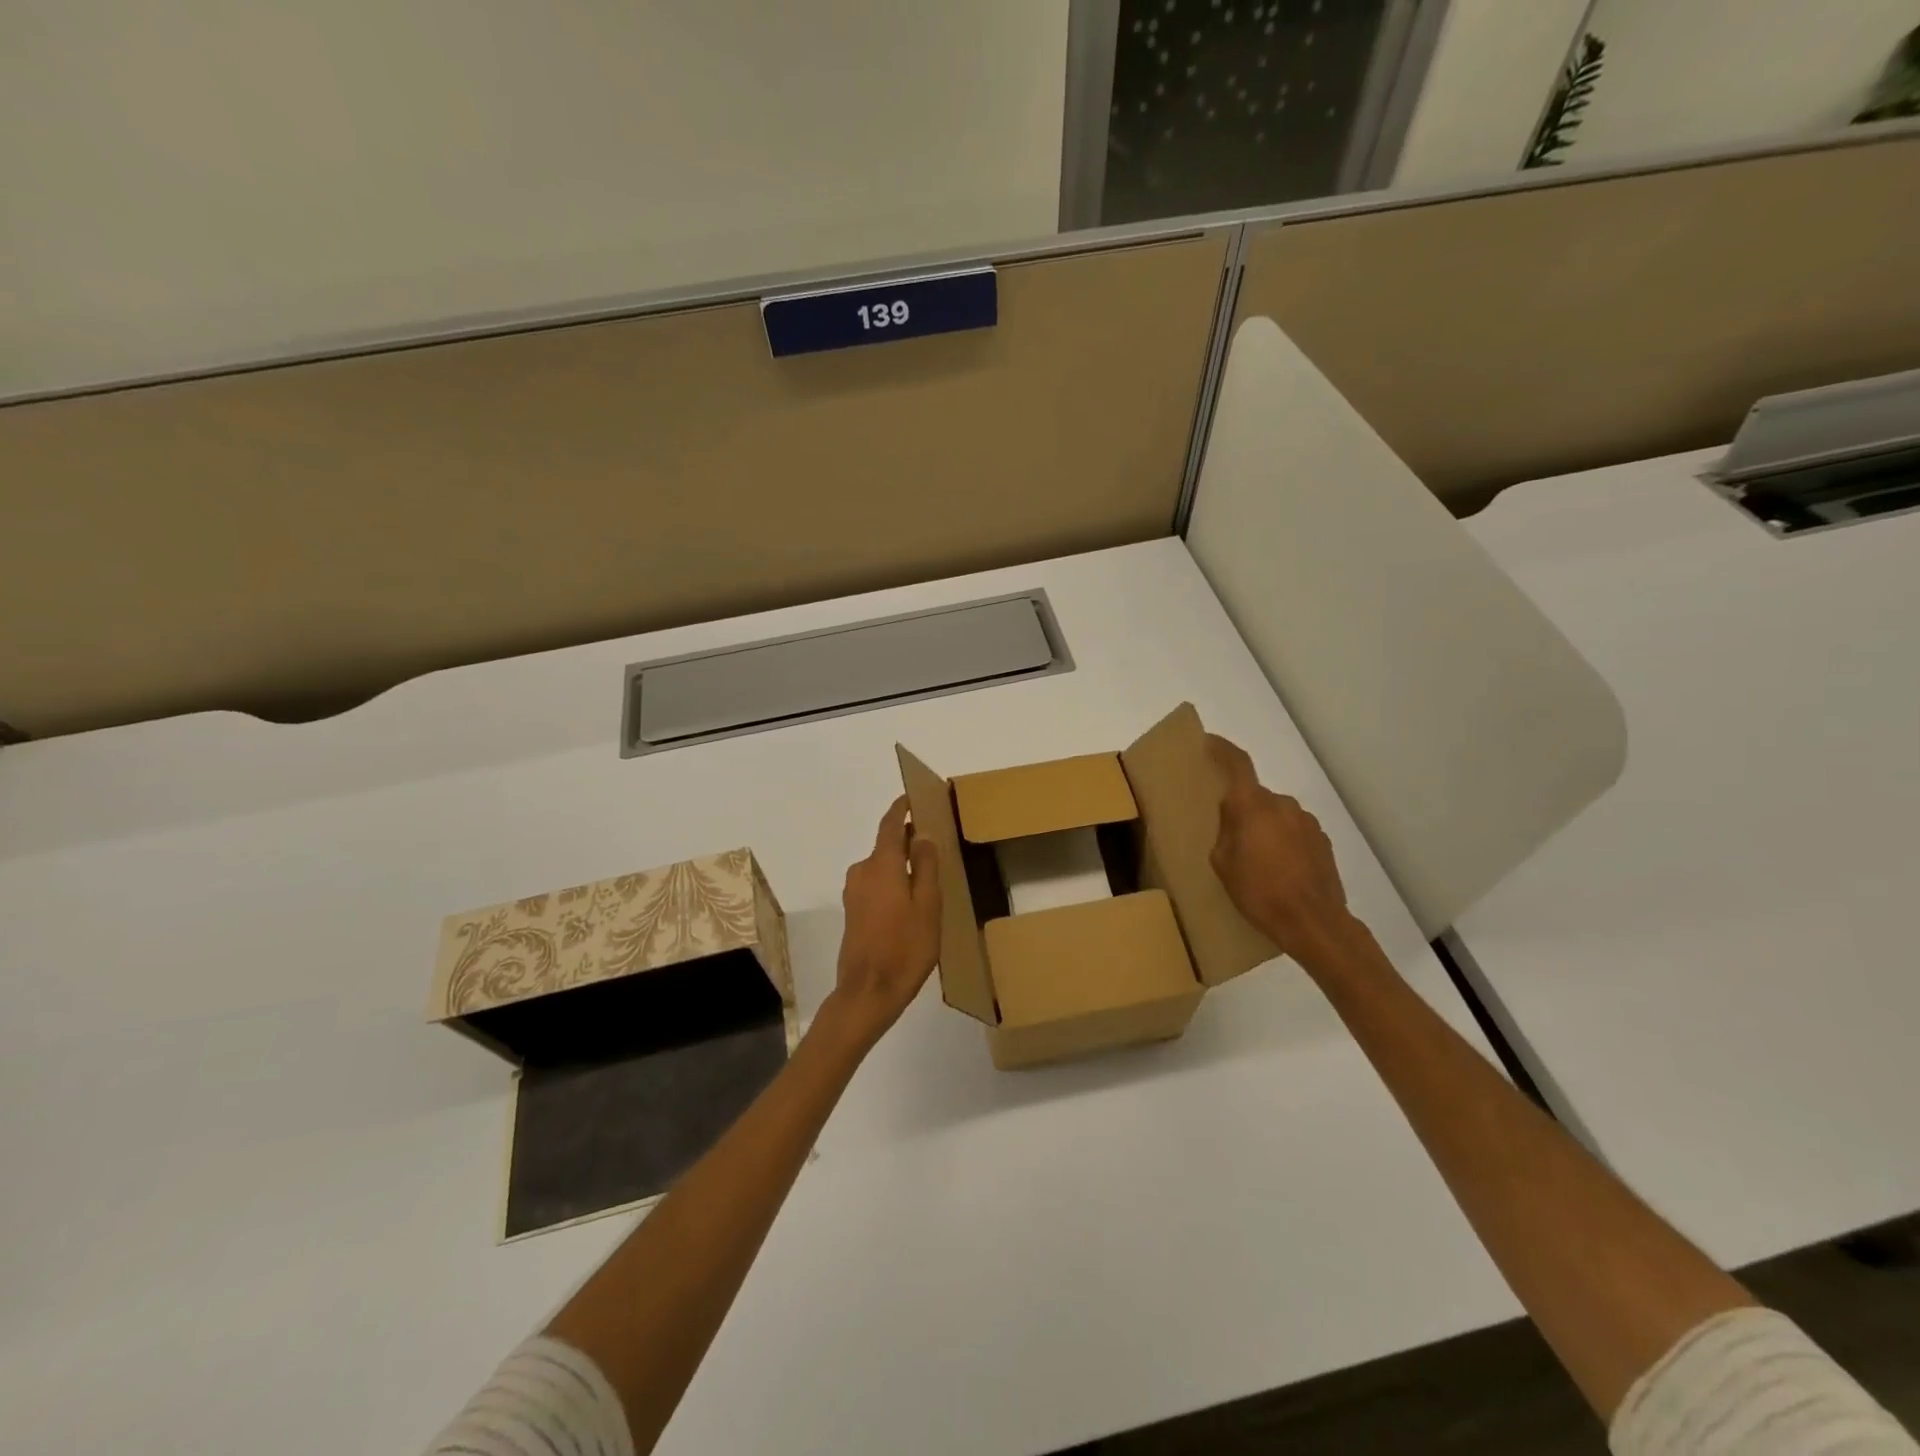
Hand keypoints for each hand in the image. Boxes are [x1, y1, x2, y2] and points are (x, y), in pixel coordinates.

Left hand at [823, 795, 941, 1051]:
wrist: (867, 992)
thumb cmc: (905, 947)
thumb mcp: (927, 905)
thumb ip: (925, 866)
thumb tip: (921, 835)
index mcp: (881, 865)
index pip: (890, 825)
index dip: (901, 809)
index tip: (912, 797)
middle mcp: (862, 872)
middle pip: (886, 846)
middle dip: (907, 839)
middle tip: (933, 839)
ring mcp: (854, 893)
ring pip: (882, 867)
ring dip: (901, 863)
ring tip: (927, 872)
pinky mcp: (853, 912)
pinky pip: (876, 884)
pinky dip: (893, 881)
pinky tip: (911, 899)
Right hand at [1207, 733, 1357, 962]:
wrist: (1314, 922)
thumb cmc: (1259, 892)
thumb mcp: (1223, 864)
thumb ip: (1225, 832)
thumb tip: (1234, 818)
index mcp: (1254, 806)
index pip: (1238, 764)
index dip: (1222, 750)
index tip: (1209, 742)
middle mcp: (1283, 805)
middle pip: (1256, 797)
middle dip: (1243, 811)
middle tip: (1231, 839)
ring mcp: (1307, 822)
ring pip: (1276, 815)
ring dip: (1265, 829)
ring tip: (1258, 862)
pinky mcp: (1323, 841)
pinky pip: (1294, 832)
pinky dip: (1283, 843)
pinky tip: (1280, 871)